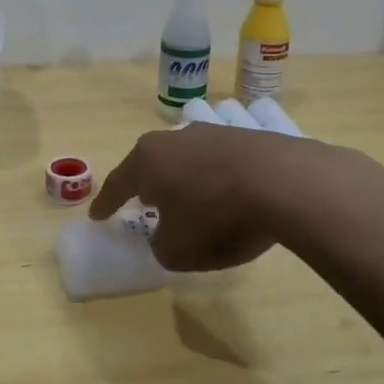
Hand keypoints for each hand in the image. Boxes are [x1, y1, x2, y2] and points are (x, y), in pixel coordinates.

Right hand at [90, 123, 317, 271]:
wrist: (285, 183)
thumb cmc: (217, 218)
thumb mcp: (177, 250)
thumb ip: (161, 244)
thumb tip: (167, 233)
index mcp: (148, 161)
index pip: (118, 183)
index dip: (106, 203)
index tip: (98, 216)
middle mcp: (176, 138)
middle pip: (152, 161)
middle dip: (145, 182)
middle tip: (142, 200)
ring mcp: (213, 133)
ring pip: (186, 158)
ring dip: (183, 178)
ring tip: (186, 198)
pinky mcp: (248, 137)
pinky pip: (219, 161)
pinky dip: (215, 178)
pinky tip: (226, 193)